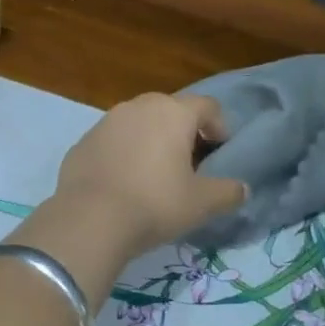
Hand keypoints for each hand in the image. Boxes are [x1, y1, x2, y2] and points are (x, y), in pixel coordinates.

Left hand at [49, 93, 247, 262]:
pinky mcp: (82, 142)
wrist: (89, 219)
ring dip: (150, 141)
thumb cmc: (155, 204)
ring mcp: (105, 122)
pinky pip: (112, 142)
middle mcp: (137, 107)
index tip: (219, 153)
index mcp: (172, 112)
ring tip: (155, 174)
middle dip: (183, 132)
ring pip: (138, 124)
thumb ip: (228, 192)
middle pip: (170, 110)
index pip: (207, 106)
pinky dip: (122, 154)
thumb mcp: (202, 203)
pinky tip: (123, 183)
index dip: (220, 127)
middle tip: (189, 164)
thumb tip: (242, 189)